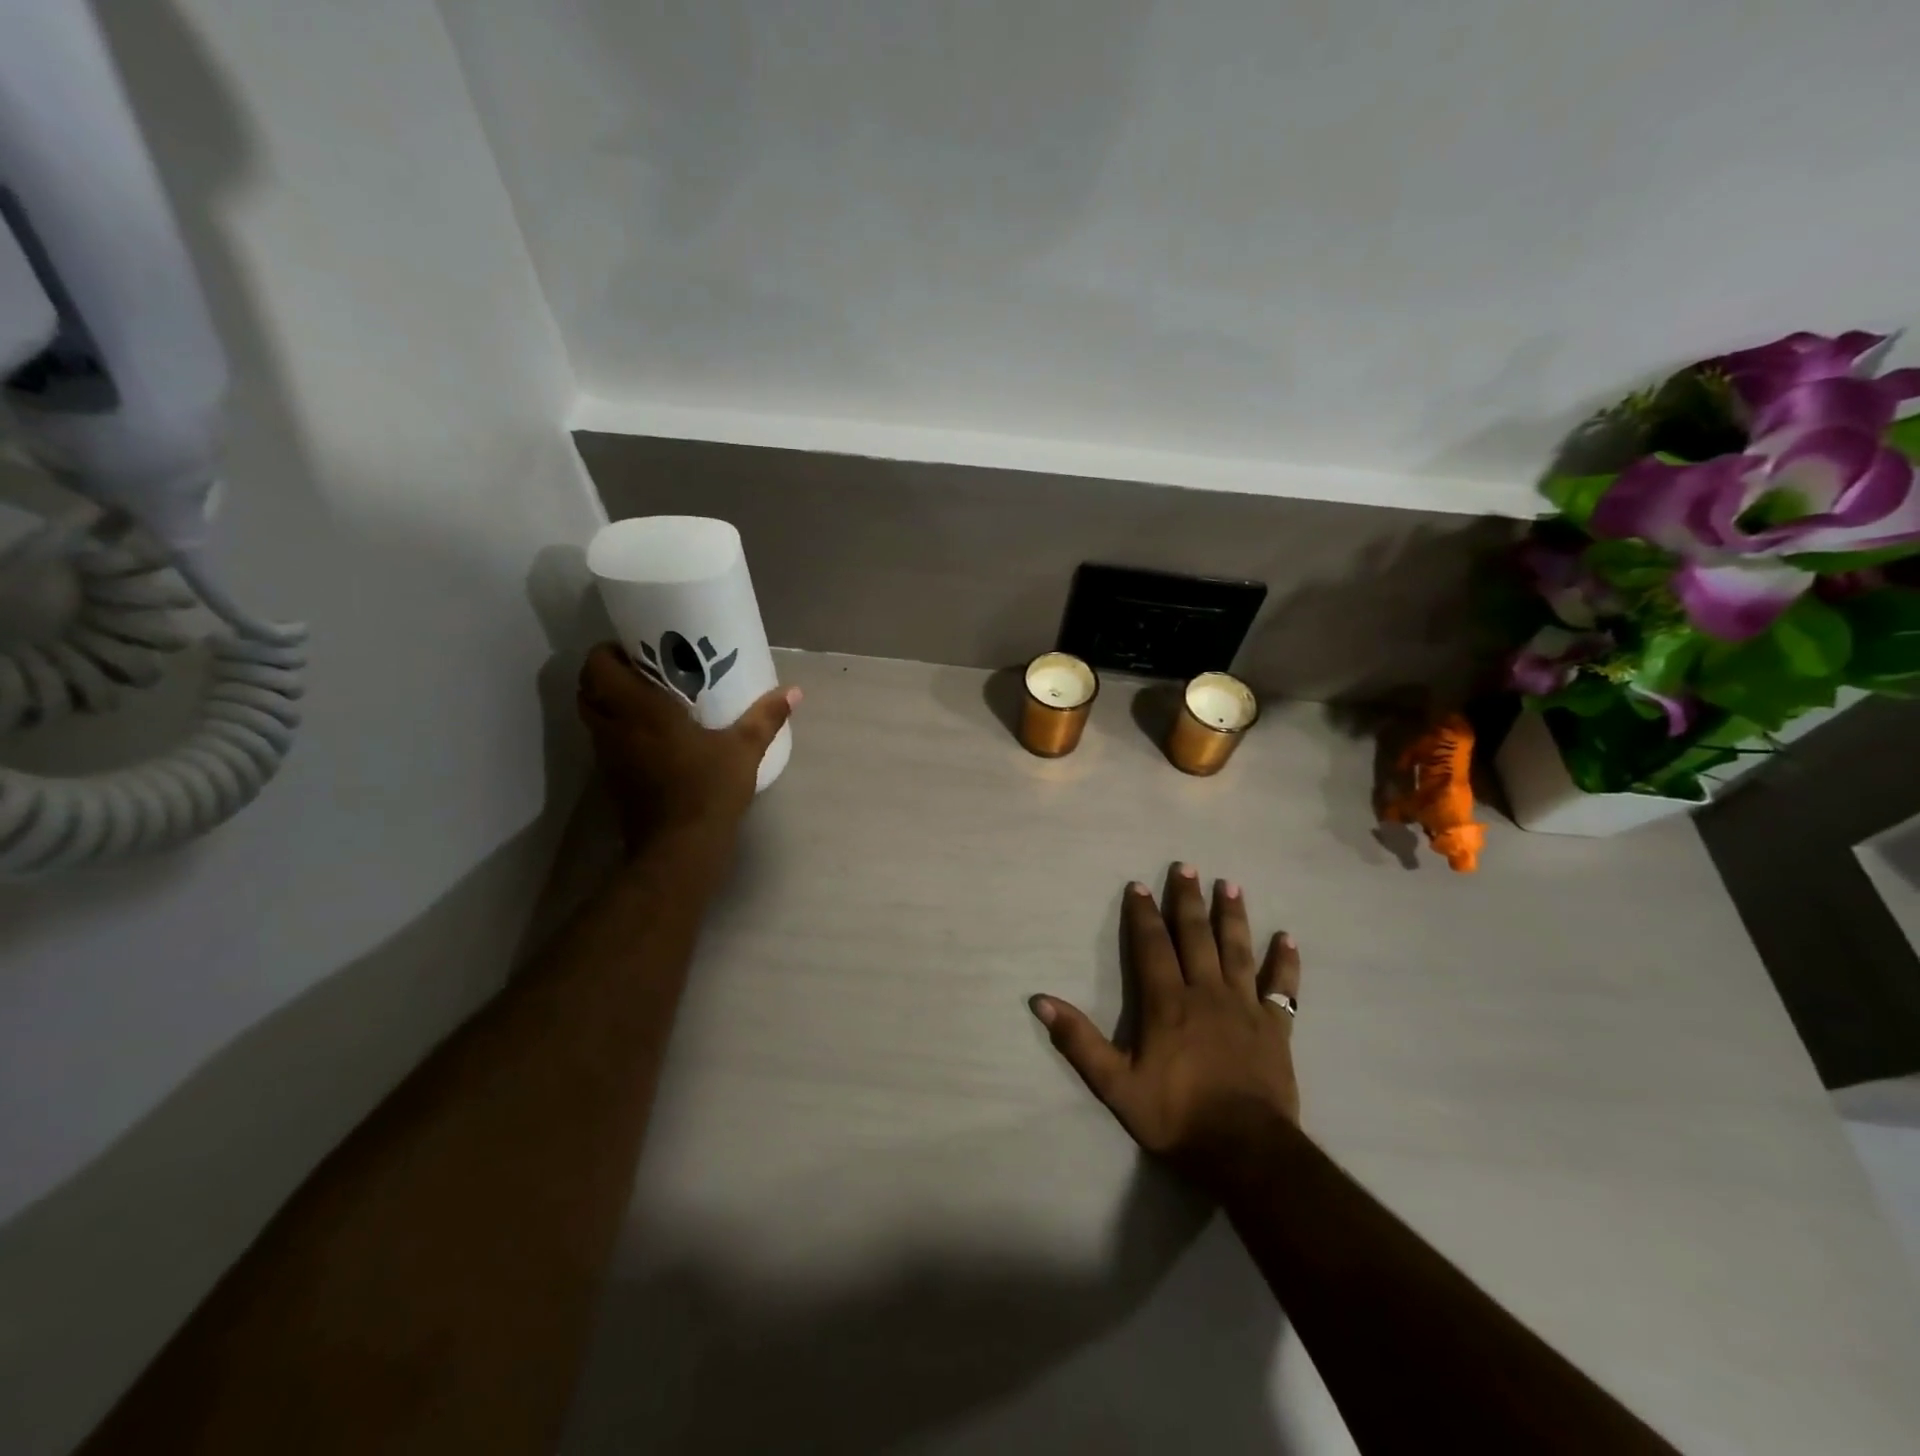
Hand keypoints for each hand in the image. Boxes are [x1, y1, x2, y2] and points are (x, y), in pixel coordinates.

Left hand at [577, 642, 798, 847]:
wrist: (680, 847)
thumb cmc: (708, 789)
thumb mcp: (743, 750)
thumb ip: (766, 717)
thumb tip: (794, 691)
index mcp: (639, 709)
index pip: (598, 666)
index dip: (608, 651)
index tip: (636, 648)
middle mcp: (614, 727)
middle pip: (587, 688)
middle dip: (607, 674)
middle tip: (642, 671)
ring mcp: (609, 755)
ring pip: (593, 716)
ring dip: (610, 703)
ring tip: (647, 699)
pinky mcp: (612, 779)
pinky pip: (606, 742)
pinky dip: (618, 731)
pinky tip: (652, 736)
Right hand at [1032, 863, 1302, 1193]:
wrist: (1246, 1152)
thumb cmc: (1177, 1116)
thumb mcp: (1116, 1085)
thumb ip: (1079, 1041)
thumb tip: (1040, 1002)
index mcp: (1167, 1003)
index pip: (1152, 946)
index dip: (1143, 914)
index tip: (1139, 885)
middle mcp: (1206, 992)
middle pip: (1196, 936)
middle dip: (1188, 900)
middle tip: (1187, 866)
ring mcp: (1245, 1007)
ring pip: (1237, 950)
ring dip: (1232, 916)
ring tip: (1230, 885)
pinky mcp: (1275, 1027)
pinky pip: (1282, 988)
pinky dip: (1285, 962)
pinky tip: (1287, 938)